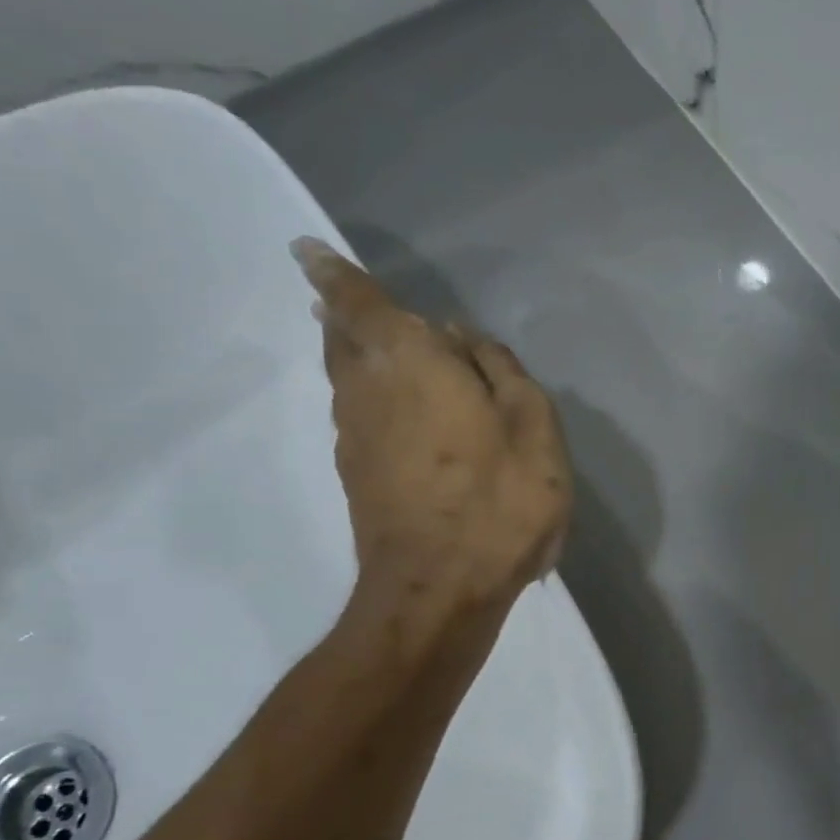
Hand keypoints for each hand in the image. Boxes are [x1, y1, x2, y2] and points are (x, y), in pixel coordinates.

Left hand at [291, 238, 570, 620]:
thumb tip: (465, 338)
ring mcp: (355, 436)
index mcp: (410, 361)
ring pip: (345, 378)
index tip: (306, 250)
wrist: (439, 589)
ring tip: (369, 346)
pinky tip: (393, 409)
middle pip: (340, 337)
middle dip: (339, 313)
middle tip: (340, 297)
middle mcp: (367, 389)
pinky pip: (357, 415)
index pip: (359, 301)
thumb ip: (502, 372)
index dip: (333, 273)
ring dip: (352, 354)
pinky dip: (368, 397)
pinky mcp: (357, 476)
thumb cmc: (498, 501)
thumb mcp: (534, 428)